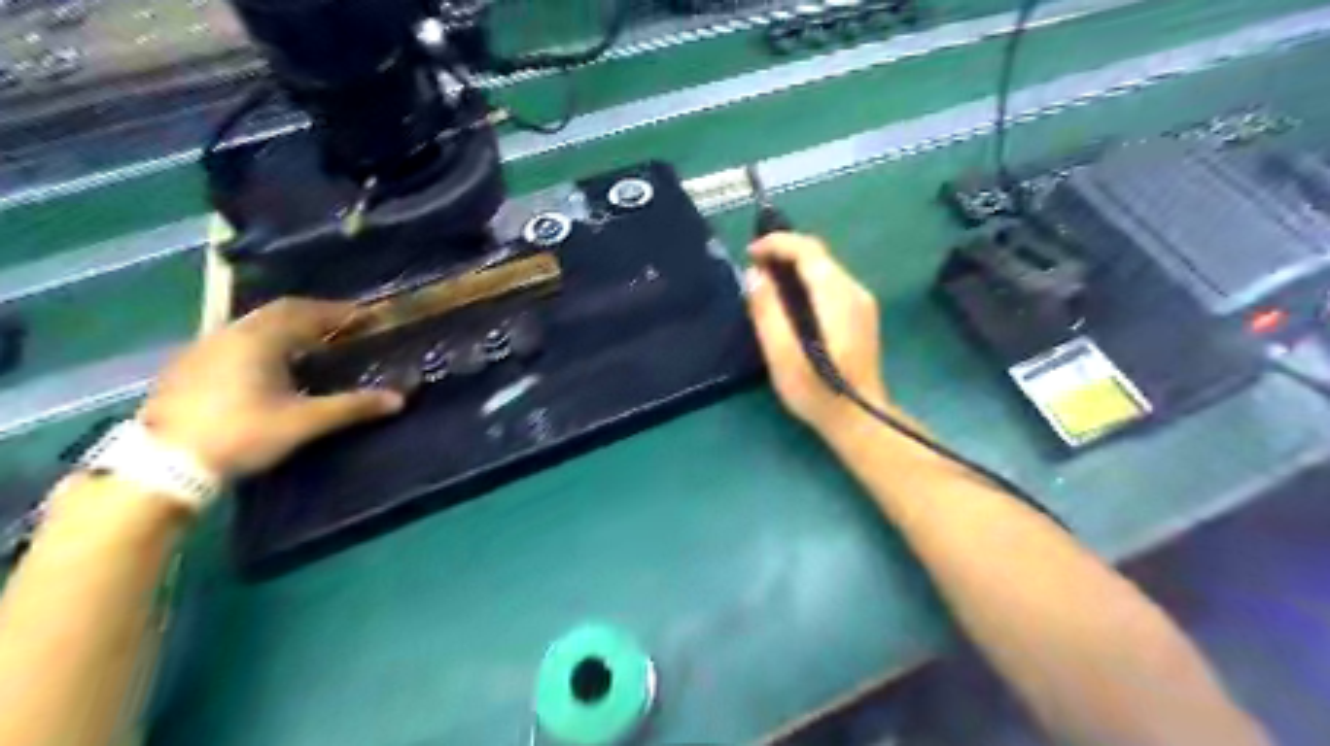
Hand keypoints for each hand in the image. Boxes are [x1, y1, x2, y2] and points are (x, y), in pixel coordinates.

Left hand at [138, 296, 405, 476]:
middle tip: (343, 326)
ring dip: (286, 327)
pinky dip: (262, 342)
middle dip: (314, 315)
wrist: (164, 465)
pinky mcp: (187, 367)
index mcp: (260, 339)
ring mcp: (204, 348)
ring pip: (253, 325)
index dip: (340, 312)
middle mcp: (230, 333)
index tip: (367, 316)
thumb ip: (352, 406)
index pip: (307, 311)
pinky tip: (270, 364)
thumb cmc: (242, 434)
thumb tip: (398, 399)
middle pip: (278, 312)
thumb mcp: (304, 422)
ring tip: (311, 343)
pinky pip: (234, 340)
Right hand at [742, 233, 885, 435]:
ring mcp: (862, 303)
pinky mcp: (862, 316)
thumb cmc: (817, 392)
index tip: (750, 253)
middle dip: (784, 252)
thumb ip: (767, 311)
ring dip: (795, 266)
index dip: (777, 243)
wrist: (860, 419)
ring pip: (826, 268)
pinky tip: (791, 300)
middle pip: (819, 255)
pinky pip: (831, 283)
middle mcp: (855, 291)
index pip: (808, 250)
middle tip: (754, 267)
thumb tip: (755, 274)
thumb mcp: (782, 356)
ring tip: (766, 281)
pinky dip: (807, 280)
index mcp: (837, 296)